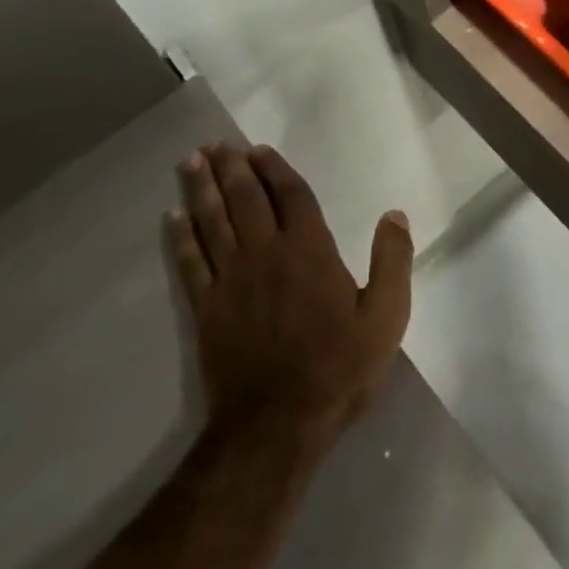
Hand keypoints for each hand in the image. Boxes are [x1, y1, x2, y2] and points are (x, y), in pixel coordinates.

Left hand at [168, 143, 412, 449]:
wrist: (277, 424)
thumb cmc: (338, 368)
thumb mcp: (386, 318)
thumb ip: (393, 261)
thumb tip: (394, 214)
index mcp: (309, 250)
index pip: (290, 195)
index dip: (275, 169)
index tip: (258, 150)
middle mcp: (266, 253)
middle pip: (245, 199)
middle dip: (231, 168)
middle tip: (216, 144)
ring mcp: (231, 279)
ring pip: (213, 221)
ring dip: (202, 190)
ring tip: (191, 162)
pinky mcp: (207, 307)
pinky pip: (191, 262)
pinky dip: (181, 237)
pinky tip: (173, 218)